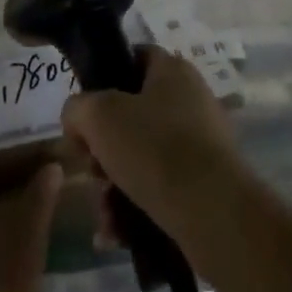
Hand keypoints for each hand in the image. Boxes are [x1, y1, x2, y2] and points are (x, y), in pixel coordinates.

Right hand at [61, 47, 248, 247]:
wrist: (214, 213)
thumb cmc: (155, 149)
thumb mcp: (99, 117)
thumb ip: (78, 108)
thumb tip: (79, 120)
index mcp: (172, 70)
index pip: (133, 58)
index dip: (103, 80)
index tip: (85, 115)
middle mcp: (190, 99)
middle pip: (131, 115)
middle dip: (103, 148)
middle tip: (92, 170)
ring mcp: (200, 141)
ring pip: (141, 157)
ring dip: (113, 186)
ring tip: (105, 215)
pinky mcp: (205, 182)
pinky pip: (159, 187)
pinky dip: (134, 207)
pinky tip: (116, 233)